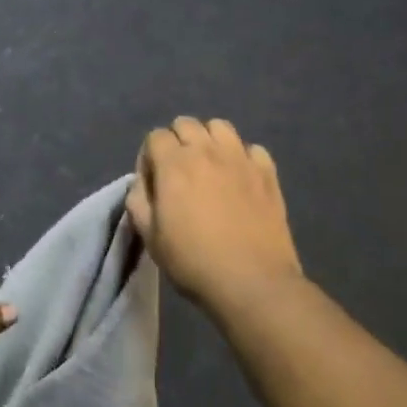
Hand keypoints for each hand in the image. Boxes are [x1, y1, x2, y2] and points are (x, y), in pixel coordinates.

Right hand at [127, 117, 303, 310]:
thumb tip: (142, 183)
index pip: (155, 136)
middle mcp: (206, 151)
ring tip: (210, 167)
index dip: (150, 157)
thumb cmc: (194, 262)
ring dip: (209, 140)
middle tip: (179, 173)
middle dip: (177, 142)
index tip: (154, 184)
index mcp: (174, 164)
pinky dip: (243, 157)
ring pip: (220, 127)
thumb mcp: (150, 237)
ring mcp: (240, 158)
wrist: (253, 283)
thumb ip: (138, 201)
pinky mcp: (267, 173)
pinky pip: (253, 148)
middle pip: (186, 123)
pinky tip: (241, 179)